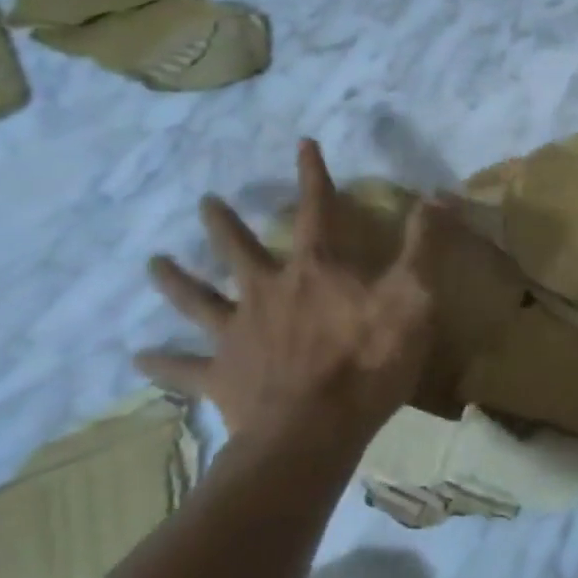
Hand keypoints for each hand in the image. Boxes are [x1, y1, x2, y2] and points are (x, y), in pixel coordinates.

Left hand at [138, 140, 438, 449]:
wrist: (314, 433)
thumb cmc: (369, 361)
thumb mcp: (413, 297)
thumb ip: (424, 245)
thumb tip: (439, 195)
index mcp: (315, 270)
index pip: (317, 209)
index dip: (313, 175)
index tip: (303, 144)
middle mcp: (267, 291)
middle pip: (239, 249)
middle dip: (224, 222)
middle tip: (205, 201)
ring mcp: (238, 333)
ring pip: (199, 299)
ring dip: (176, 280)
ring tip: (153, 263)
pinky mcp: (221, 376)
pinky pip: (184, 369)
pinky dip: (162, 363)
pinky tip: (138, 358)